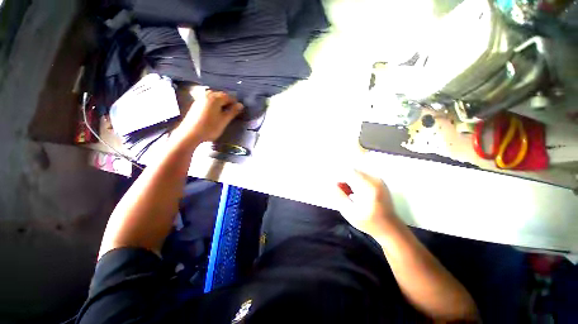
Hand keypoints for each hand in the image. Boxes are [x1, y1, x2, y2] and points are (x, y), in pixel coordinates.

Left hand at [175, 90, 242, 144]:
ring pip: (214, 98)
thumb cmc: (209, 128)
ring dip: (221, 104)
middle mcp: (207, 95)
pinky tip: (215, 113)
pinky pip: (208, 101)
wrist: (190, 134)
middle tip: (232, 113)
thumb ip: (233, 111)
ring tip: (224, 114)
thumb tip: (241, 105)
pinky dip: (214, 105)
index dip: (235, 104)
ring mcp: (200, 99)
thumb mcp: (224, 120)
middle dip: (228, 103)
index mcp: (215, 98)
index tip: (238, 111)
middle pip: (221, 96)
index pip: (229, 97)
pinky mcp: (196, 105)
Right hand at [336, 170, 399, 237]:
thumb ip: (339, 196)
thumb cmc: (368, 222)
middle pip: (352, 171)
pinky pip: (363, 176)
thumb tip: (332, 184)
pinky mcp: (379, 182)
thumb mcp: (349, 212)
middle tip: (341, 191)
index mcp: (368, 187)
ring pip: (357, 173)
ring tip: (348, 193)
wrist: (390, 227)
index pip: (348, 172)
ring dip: (349, 180)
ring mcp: (378, 180)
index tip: (335, 186)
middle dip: (343, 179)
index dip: (338, 177)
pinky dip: (356, 182)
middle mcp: (374, 180)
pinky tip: (355, 193)